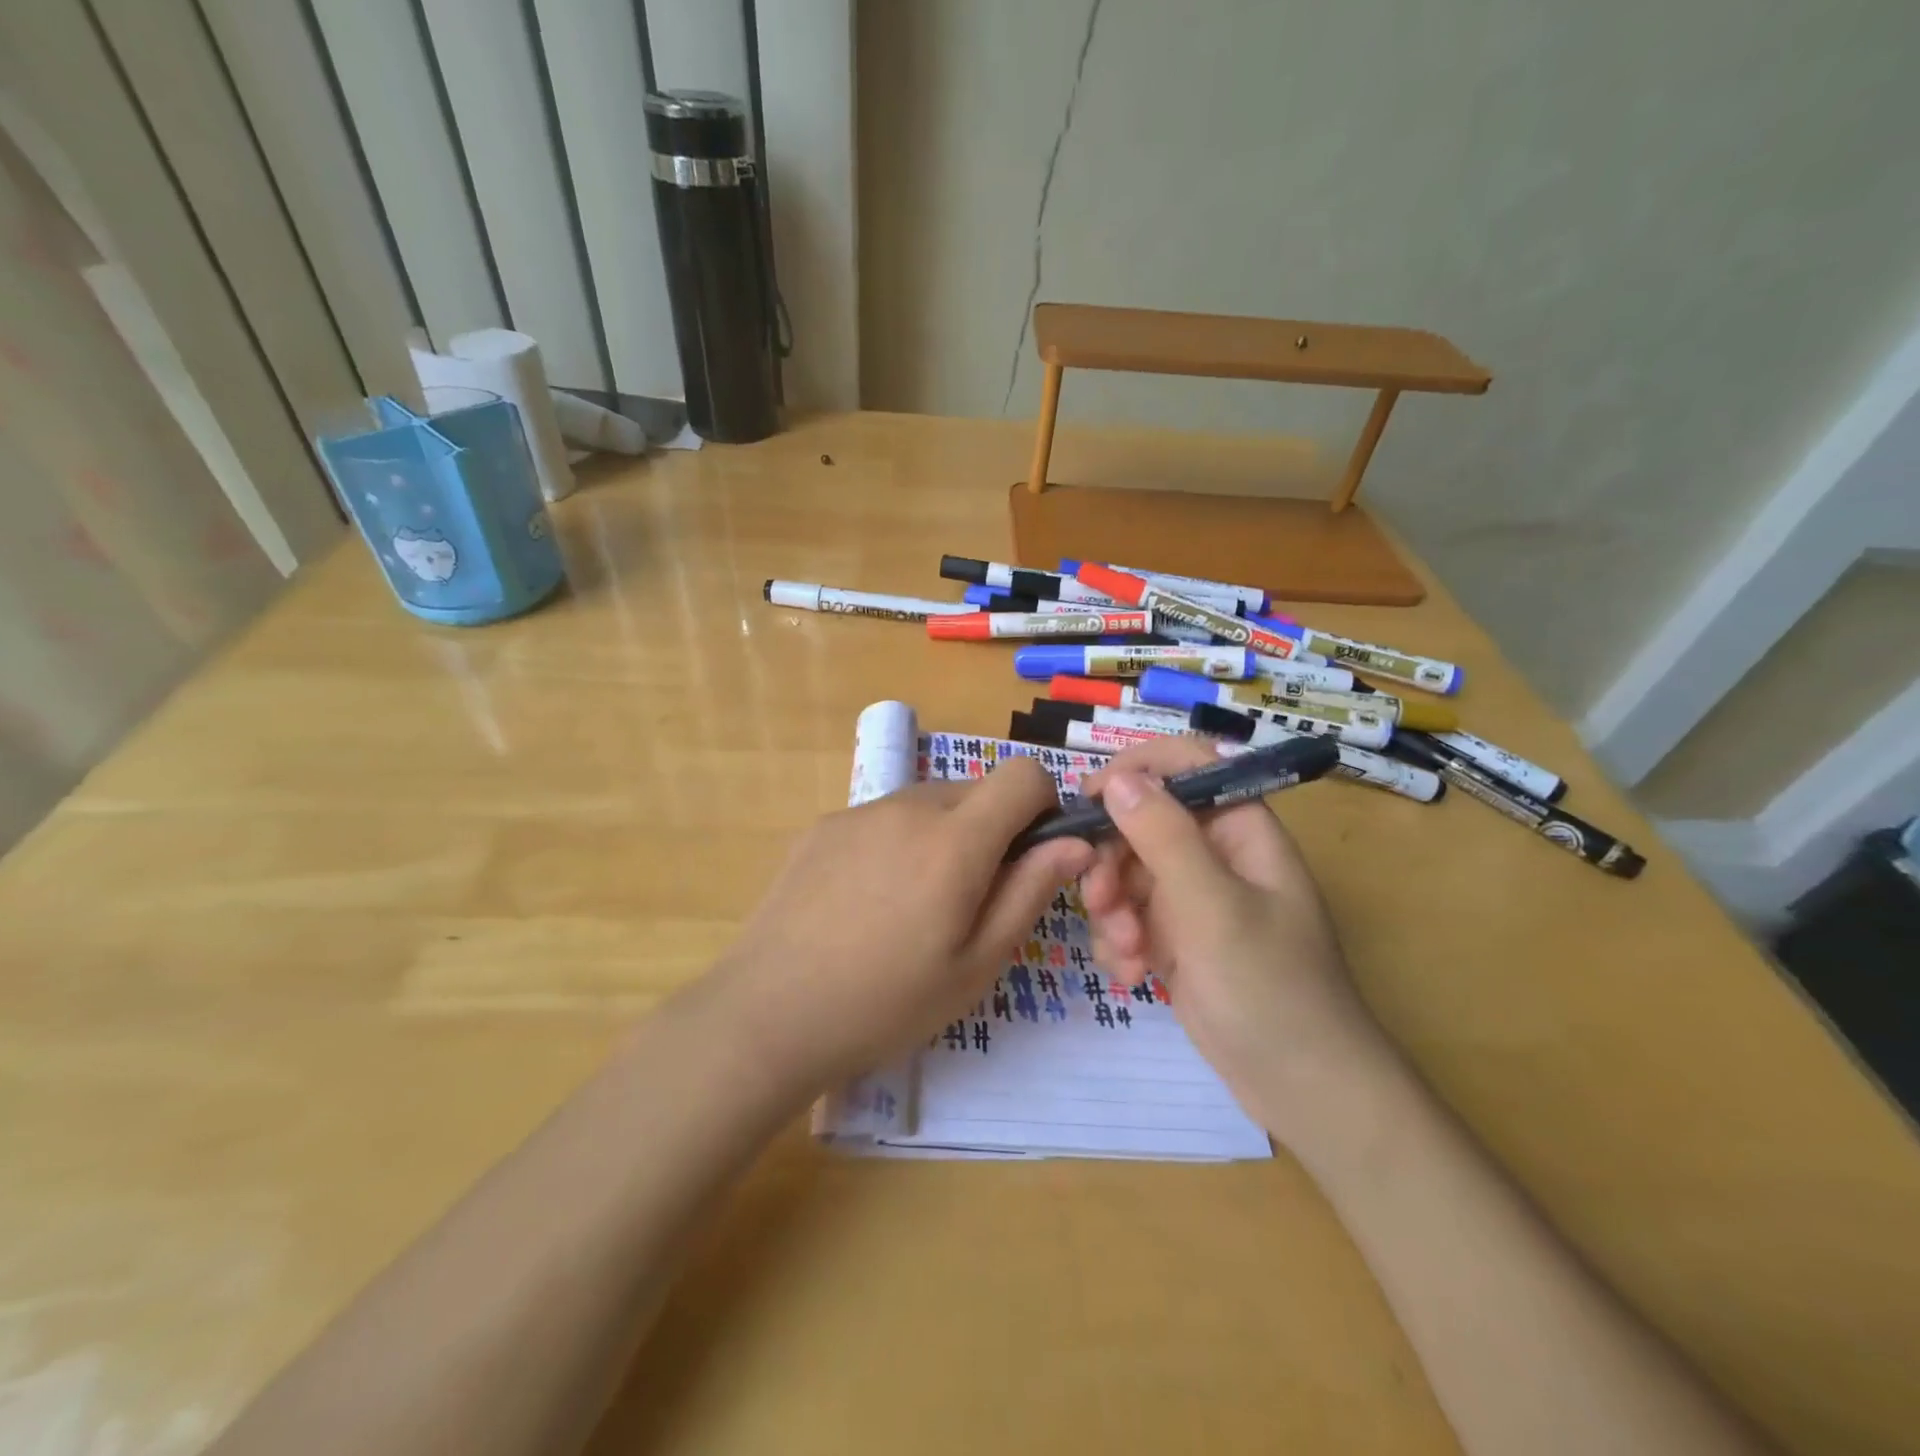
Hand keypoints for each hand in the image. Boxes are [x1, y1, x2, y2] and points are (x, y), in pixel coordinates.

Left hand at [713, 758, 1092, 1092]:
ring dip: (942, 836)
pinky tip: (866, 902)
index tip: (1031, 854)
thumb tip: (1075, 843)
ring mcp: (859, 812)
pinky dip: (897, 843)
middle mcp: (908, 806)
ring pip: (927, 804)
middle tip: (969, 899)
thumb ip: (1030, 892)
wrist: (768, 1014)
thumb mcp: (976, 963)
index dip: (1041, 804)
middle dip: (991, 830)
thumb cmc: (887, 1002)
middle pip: (974, 791)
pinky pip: (883, 818)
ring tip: (913, 906)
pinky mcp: (823, 826)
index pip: (1022, 774)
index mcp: (955, 839)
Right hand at [1080, 738, 1389, 1136]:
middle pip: (1142, 822)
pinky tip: (1132, 976)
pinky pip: (1128, 916)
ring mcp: (1192, 897)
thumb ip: (1164, 836)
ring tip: (1127, 953)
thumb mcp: (1213, 907)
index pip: (1185, 765)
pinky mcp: (1174, 938)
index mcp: (1240, 828)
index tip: (1090, 800)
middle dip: (1112, 861)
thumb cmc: (1270, 987)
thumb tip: (1120, 778)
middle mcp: (1214, 853)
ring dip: (1113, 909)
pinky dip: (1121, 942)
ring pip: (1126, 872)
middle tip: (1100, 900)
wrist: (1301, 1087)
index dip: (1136, 770)